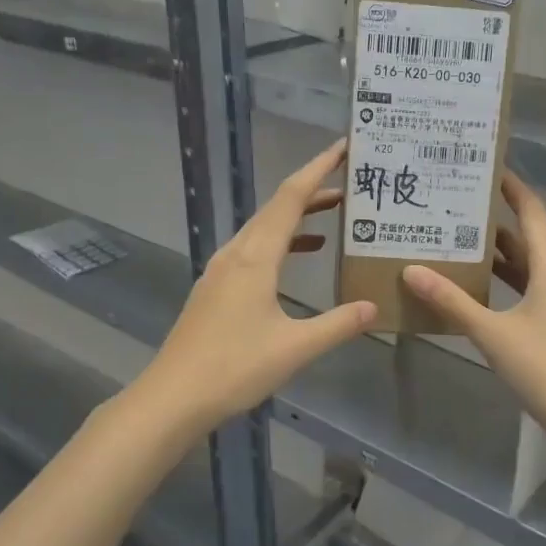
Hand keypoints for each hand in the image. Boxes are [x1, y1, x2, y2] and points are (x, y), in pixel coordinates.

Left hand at [139, 139, 377, 435]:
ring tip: (332, 214)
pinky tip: (296, 259)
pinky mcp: (215, 289)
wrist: (172, 397)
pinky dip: (280, 243)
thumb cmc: (234, 368)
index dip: (318, 169)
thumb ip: (337, 324)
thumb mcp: (295, 348)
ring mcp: (220, 270)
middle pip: (276, 208)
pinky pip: (252, 250)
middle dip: (313, 190)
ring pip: (262, 229)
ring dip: (296, 217)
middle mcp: (235, 254)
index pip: (291, 199)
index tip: (343, 147)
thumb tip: (374, 306)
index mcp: (255, 258)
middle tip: (350, 182)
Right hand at [403, 173, 545, 443]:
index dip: (510, 187)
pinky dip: (509, 280)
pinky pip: (534, 286)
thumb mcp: (492, 334)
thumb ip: (452, 301)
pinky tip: (480, 286)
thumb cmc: (545, 368)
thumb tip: (411, 270)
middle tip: (454, 206)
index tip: (483, 167)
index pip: (531, 210)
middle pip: (528, 236)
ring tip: (458, 240)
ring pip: (530, 264)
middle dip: (493, 221)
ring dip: (499, 254)